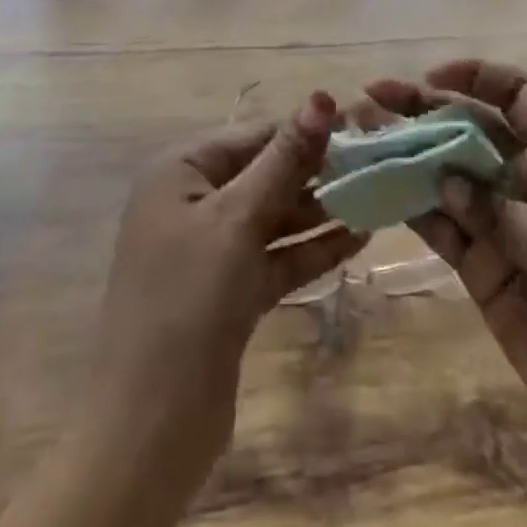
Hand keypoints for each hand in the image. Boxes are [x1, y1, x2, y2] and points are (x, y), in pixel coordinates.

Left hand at [80, 92, 367, 504]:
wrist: (148, 430)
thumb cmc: (187, 301)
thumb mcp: (238, 219)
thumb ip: (284, 159)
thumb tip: (320, 96)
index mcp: (181, 172)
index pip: (253, 136)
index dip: (304, 130)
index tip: (360, 127)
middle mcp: (193, 203)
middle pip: (264, 174)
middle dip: (316, 171)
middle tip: (377, 163)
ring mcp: (211, 251)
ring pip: (274, 217)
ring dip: (320, 210)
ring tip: (377, 196)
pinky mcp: (230, 293)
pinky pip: (276, 257)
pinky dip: (311, 249)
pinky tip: (358, 238)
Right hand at [364, 62, 526, 477]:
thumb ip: (510, 217)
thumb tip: (446, 181)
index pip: (521, 98)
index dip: (479, 78)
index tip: (432, 77)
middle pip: (470, 129)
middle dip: (424, 109)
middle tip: (374, 97)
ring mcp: (500, 223)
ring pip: (446, 174)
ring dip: (406, 153)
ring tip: (363, 137)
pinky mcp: (481, 266)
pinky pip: (441, 226)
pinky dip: (411, 207)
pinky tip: (379, 190)